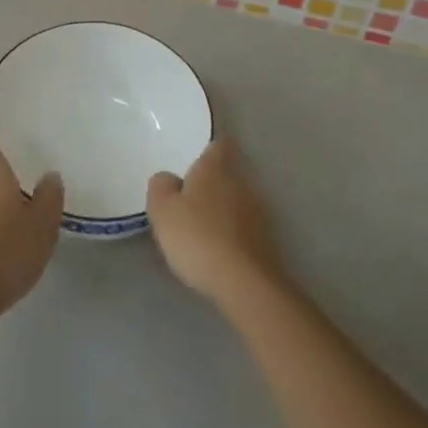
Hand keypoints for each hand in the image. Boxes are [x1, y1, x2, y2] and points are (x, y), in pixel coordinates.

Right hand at [147, 137, 284, 306]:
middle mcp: (241, 182)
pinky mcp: (266, 239)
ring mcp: (258, 211)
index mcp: (215, 168)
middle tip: (188, 196)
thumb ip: (161, 186)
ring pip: (236, 200)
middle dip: (211, 182)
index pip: (218, 144)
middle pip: (227, 173)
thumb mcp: (163, 210)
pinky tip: (217, 248)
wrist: (245, 283)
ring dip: (221, 208)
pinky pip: (243, 226)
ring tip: (200, 225)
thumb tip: (169, 178)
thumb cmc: (198, 237)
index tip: (195, 156)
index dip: (208, 148)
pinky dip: (231, 232)